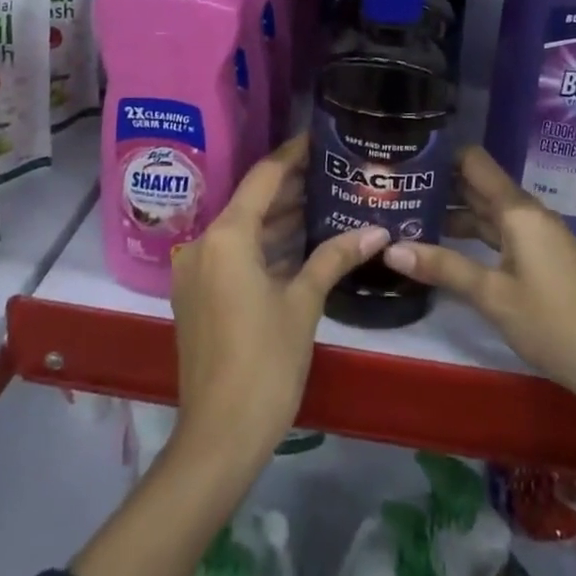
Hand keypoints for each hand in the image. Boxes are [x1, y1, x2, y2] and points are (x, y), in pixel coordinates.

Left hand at [169, 136, 387, 463]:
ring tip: (325, 199)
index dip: (293, 155)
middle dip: (292, 187)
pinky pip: (235, 254)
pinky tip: (300, 242)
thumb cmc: (265, 362)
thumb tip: (377, 230)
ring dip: (280, 218)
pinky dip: (266, 245)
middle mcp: (204, 244)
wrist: (219, 438)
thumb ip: (335, 258)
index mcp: (227, 236)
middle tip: (333, 170)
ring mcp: (197, 271)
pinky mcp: (199, 295)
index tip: (320, 137)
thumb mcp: (303, 303)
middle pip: (252, 201)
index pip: (264, 177)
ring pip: (244, 229)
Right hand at [381, 147, 575, 454]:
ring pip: (488, 212)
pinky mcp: (541, 259)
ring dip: (453, 212)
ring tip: (409, 216)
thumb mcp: (493, 295)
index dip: (441, 154)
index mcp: (518, 210)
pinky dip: (473, 235)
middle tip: (395, 188)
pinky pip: (500, 233)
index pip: (474, 162)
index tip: (405, 156)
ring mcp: (537, 236)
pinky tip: (446, 246)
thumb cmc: (553, 322)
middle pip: (479, 185)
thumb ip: (443, 267)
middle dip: (440, 184)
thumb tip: (390, 248)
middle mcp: (527, 213)